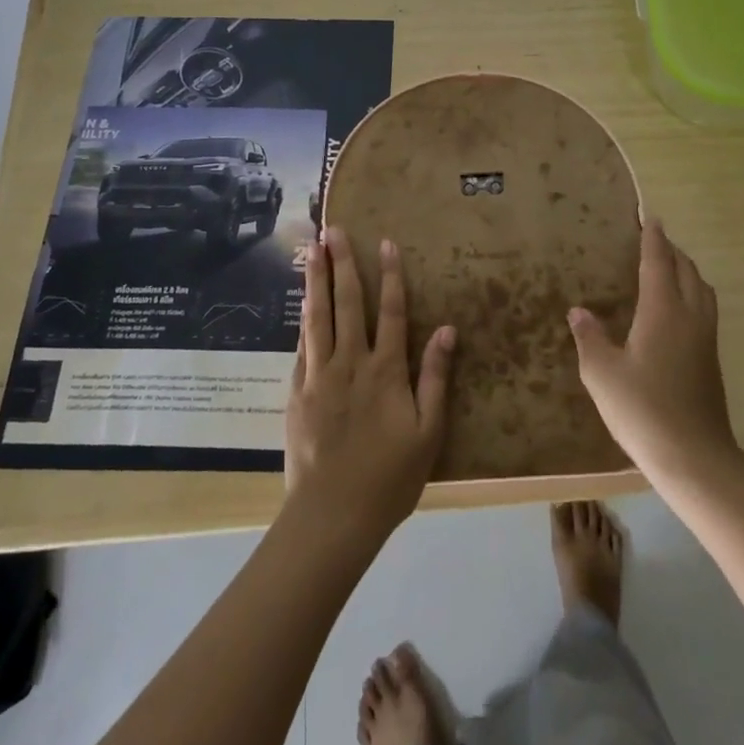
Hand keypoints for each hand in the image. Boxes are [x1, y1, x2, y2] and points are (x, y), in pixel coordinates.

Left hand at [285, 227, 455, 542]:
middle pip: (347, 303)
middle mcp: (350, 363)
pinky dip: (303, 318)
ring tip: (311, 249)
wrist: (333, 515)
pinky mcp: (297, 392)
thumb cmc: (390, 477)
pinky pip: (301, 345)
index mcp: (385, 371)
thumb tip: (446, 329)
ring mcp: (319, 375)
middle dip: (342, 263)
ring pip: (318, 316)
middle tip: (334, 229)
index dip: (389, 275)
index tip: (385, 242)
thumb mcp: (428, 432)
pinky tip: (302, 301)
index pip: (389, 311)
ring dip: (316, 280)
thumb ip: (435, 377)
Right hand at [568, 219, 738, 482]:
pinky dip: (692, 294)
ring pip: (702, 290)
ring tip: (668, 269)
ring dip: (687, 271)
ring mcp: (705, 339)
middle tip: (654, 239)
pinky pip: (705, 310)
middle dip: (672, 251)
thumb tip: (579, 311)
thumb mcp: (602, 373)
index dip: (653, 238)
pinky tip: (676, 311)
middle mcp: (690, 316)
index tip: (649, 217)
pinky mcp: (711, 360)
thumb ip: (590, 338)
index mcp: (663, 311)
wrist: (694, 457)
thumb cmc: (642, 409)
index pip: (658, 263)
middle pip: (687, 271)